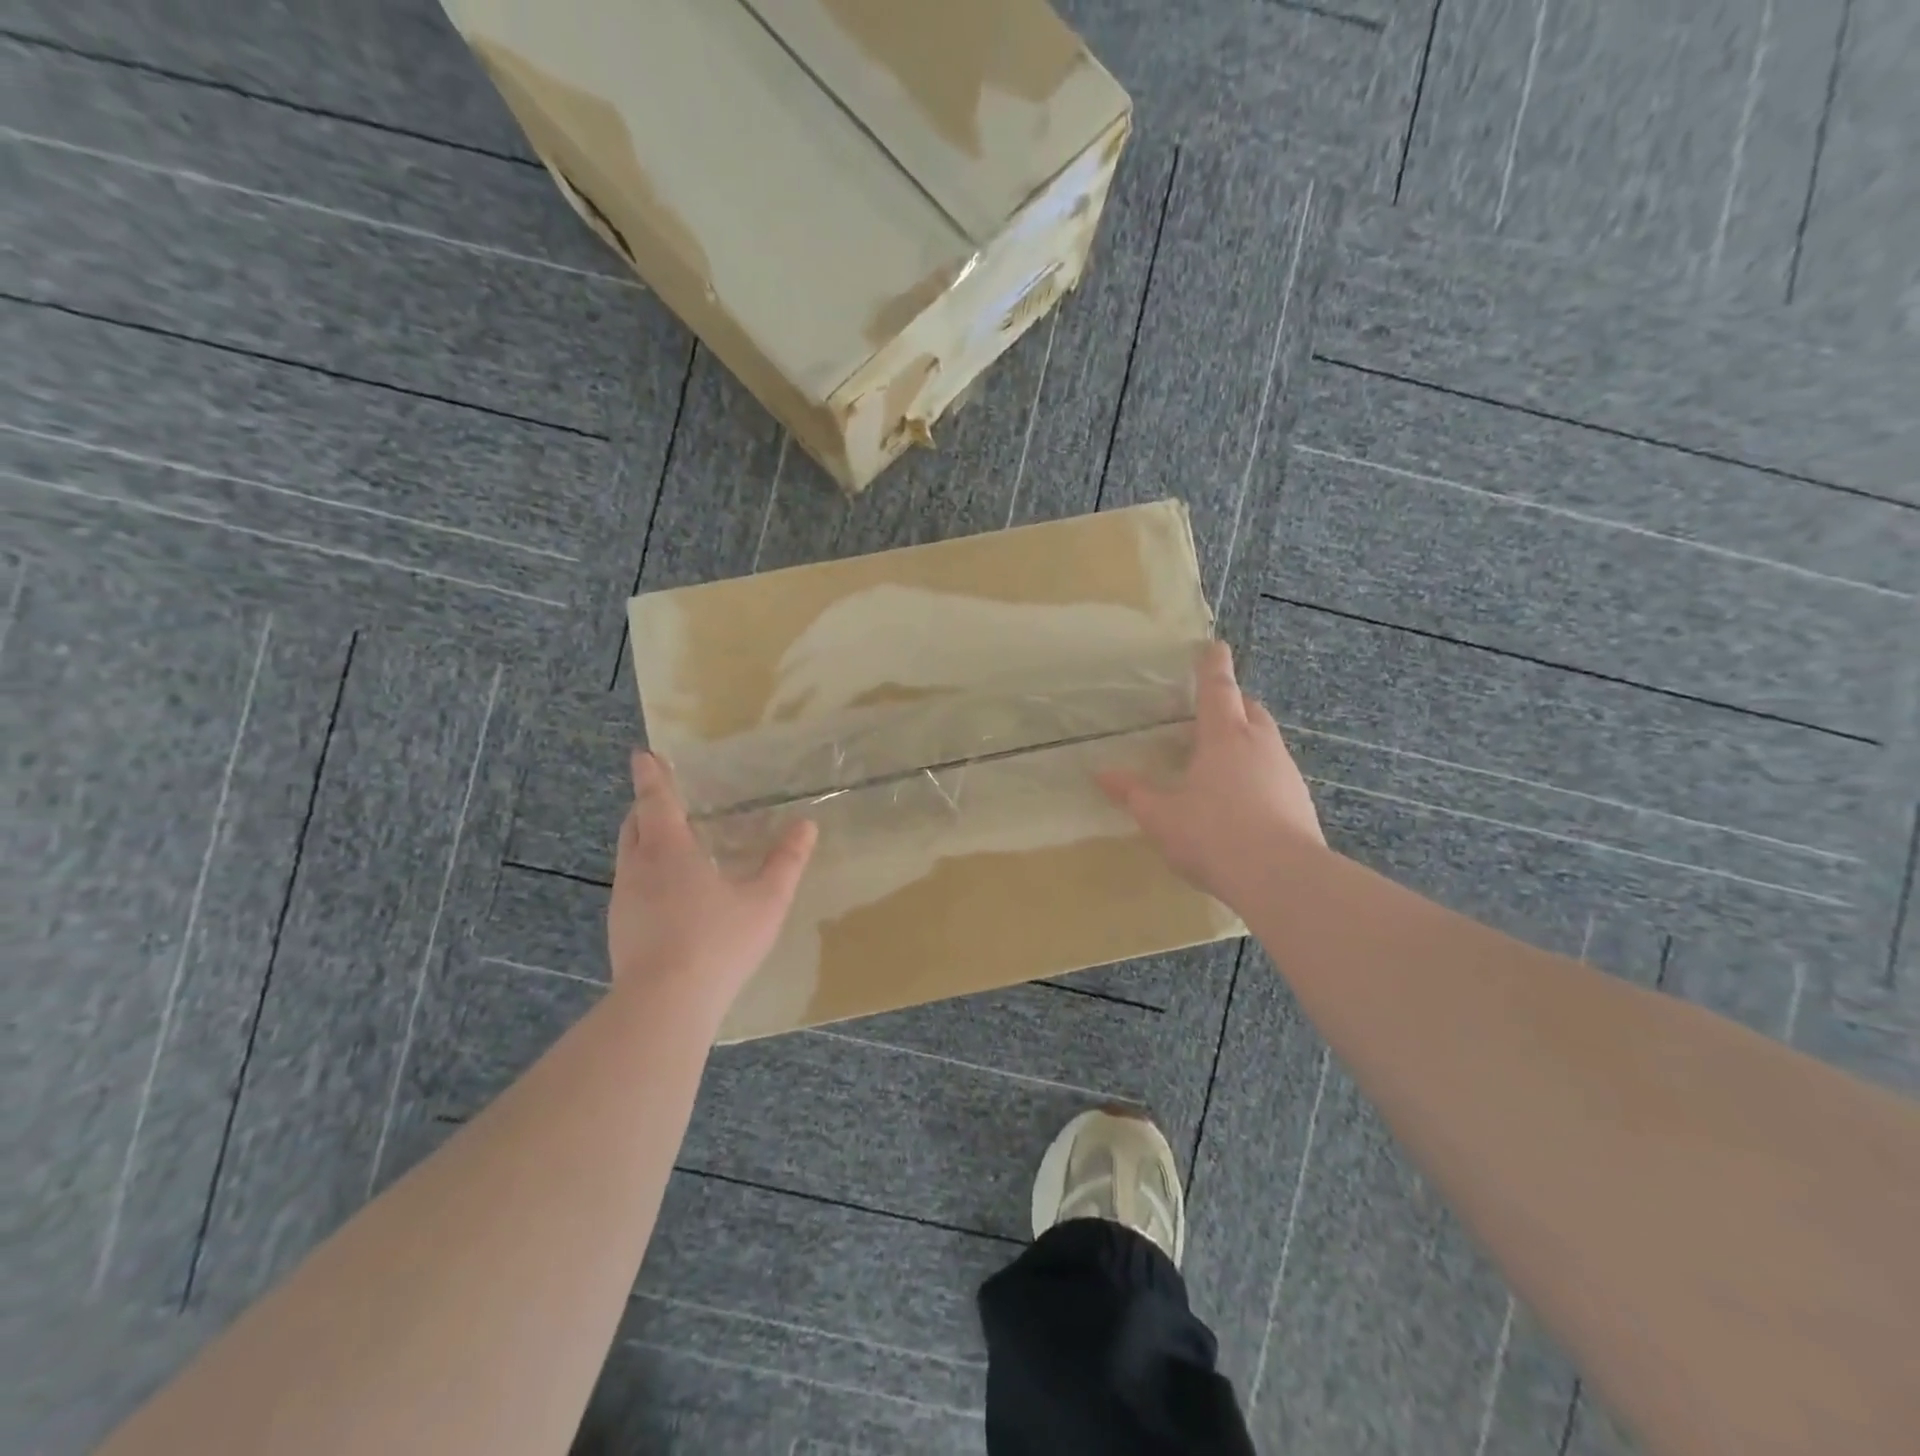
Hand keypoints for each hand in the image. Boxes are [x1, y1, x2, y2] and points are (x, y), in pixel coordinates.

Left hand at [607, 749, 816, 1019]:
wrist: (663, 1005)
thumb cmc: (718, 942)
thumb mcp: (765, 901)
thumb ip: (787, 862)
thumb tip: (807, 826)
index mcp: (670, 851)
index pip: (657, 801)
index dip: (652, 776)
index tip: (643, 755)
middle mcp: (638, 868)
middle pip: (634, 825)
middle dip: (646, 806)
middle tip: (663, 798)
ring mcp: (623, 901)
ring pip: (628, 857)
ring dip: (644, 840)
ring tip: (670, 844)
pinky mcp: (619, 930)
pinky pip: (630, 885)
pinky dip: (645, 873)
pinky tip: (668, 895)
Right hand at [1099, 641, 1323, 904]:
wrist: (1283, 878)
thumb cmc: (1213, 835)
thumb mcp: (1161, 816)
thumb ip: (1133, 792)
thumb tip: (1101, 773)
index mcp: (1224, 737)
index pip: (1218, 689)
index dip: (1212, 666)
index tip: (1214, 645)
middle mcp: (1260, 745)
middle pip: (1250, 710)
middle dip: (1233, 704)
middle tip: (1211, 713)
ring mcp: (1286, 773)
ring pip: (1266, 742)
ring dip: (1246, 741)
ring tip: (1221, 762)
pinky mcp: (1300, 802)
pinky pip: (1275, 774)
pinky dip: (1258, 774)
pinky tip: (1242, 802)